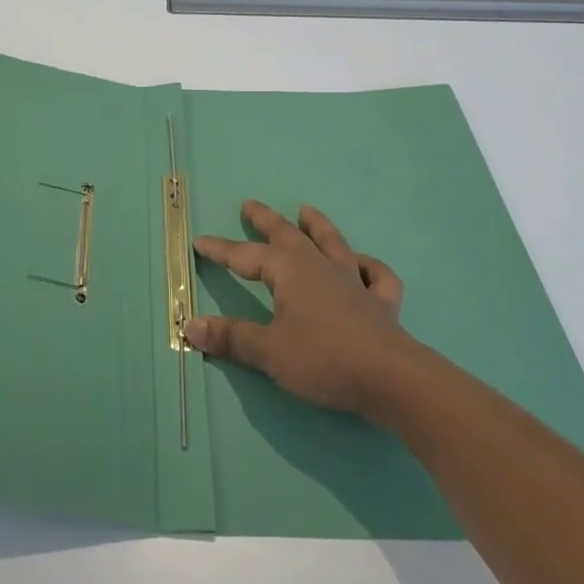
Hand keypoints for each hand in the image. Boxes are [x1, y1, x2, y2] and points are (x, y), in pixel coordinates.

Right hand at [188, 200, 421, 423]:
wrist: (392, 379)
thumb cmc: (324, 359)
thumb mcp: (268, 351)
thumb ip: (232, 337)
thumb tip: (192, 325)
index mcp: (290, 270)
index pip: (246, 256)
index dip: (221, 250)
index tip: (200, 242)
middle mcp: (320, 266)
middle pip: (289, 235)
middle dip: (266, 220)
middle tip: (249, 204)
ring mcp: (354, 282)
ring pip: (333, 244)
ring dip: (318, 226)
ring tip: (307, 210)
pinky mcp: (381, 304)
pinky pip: (377, 276)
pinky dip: (369, 267)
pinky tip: (362, 266)